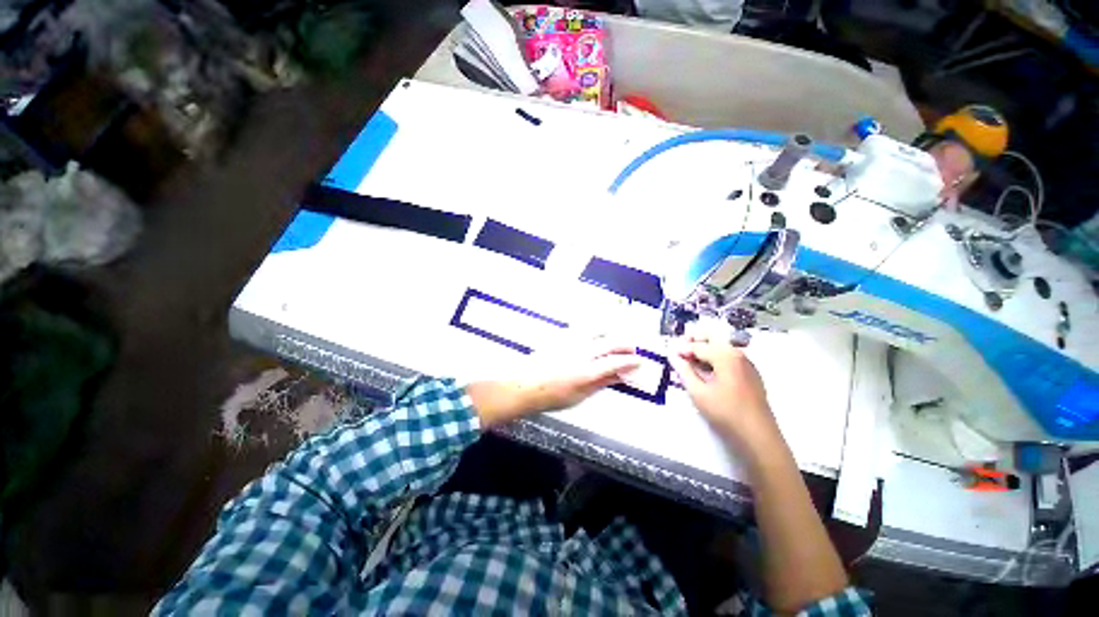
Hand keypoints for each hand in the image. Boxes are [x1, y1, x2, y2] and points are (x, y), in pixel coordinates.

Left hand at [470, 337, 639, 427]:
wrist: (524, 384)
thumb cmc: (551, 395)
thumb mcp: (580, 395)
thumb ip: (601, 383)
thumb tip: (619, 377)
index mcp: (587, 371)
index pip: (615, 362)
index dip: (630, 361)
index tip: (639, 361)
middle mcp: (581, 352)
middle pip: (609, 342)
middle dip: (625, 345)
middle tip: (632, 349)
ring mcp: (571, 342)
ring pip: (597, 331)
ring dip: (610, 334)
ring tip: (616, 340)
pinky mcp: (562, 337)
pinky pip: (583, 329)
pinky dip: (595, 331)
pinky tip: (596, 335)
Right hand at [667, 334, 776, 445]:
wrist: (758, 436)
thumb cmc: (725, 413)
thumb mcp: (698, 392)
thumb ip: (684, 371)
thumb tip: (674, 357)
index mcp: (725, 355)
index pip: (698, 346)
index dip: (682, 349)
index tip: (670, 354)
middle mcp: (737, 354)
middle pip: (713, 338)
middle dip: (695, 340)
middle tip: (681, 350)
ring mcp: (746, 363)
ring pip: (721, 347)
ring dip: (705, 350)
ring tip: (691, 363)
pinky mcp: (750, 374)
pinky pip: (729, 358)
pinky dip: (715, 359)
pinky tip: (707, 372)